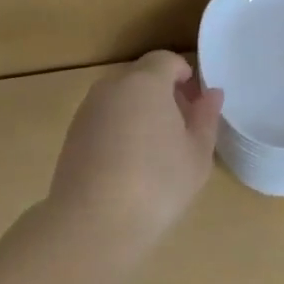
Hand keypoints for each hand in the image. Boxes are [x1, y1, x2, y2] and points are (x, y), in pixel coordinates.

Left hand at [47, 50, 223, 245]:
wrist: (93, 223)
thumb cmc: (157, 184)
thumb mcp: (197, 154)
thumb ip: (205, 118)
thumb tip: (210, 94)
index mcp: (145, 82)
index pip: (165, 60)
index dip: (183, 75)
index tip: (195, 102)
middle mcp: (112, 87)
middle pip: (141, 78)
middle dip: (162, 94)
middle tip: (181, 128)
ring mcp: (87, 111)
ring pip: (120, 99)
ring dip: (139, 112)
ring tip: (155, 152)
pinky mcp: (72, 136)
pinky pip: (104, 120)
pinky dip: (119, 130)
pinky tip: (128, 166)